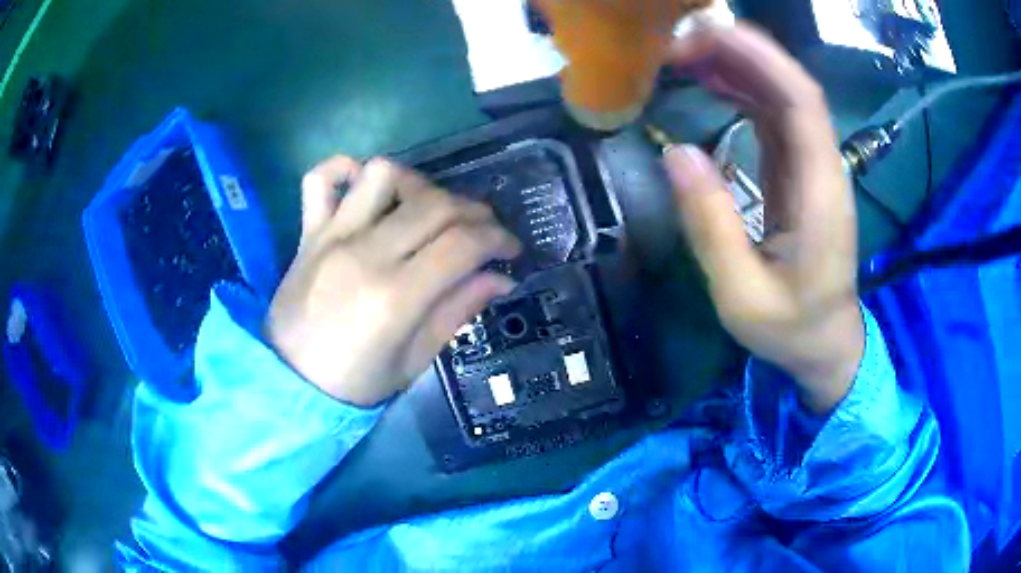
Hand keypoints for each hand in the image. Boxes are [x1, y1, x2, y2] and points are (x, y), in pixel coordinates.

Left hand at [265, 157, 520, 406]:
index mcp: (395, 297)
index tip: (510, 250)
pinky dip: (345, 170)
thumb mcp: (414, 361)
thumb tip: (500, 278)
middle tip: (483, 232)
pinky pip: (320, 179)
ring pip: (383, 175)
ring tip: (427, 209)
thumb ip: (456, 312)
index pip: (462, 244)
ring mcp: (332, 236)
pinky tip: (366, 188)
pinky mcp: (309, 232)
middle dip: (474, 211)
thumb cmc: (355, 382)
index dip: (498, 239)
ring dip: (418, 184)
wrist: (290, 382)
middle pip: (434, 204)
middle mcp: (365, 254)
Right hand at [663, 24, 864, 412]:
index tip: (705, 35)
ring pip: (781, 94)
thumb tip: (675, 153)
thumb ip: (712, 228)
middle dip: (739, 51)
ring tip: (684, 52)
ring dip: (737, 64)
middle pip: (791, 86)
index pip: (801, 102)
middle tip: (677, 41)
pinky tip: (709, 79)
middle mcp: (822, 166)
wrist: (824, 343)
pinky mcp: (797, 170)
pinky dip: (741, 88)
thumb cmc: (790, 328)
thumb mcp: (742, 296)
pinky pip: (772, 114)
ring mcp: (811, 165)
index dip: (759, 58)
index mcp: (821, 192)